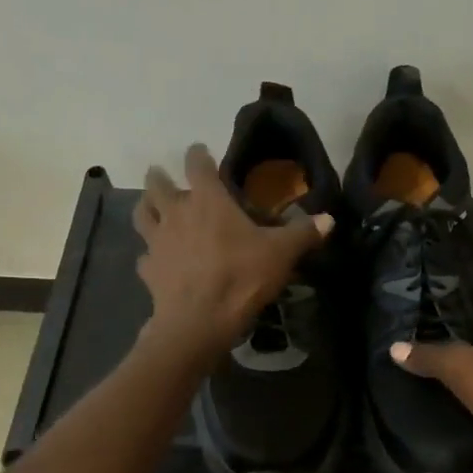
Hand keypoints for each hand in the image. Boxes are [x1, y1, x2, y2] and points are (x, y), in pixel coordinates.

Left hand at [133, 144, 331, 362]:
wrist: (199, 322)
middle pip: (157, 185)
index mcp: (208, 200)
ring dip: (146, 207)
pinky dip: (150, 254)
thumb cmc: (241, 277)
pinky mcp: (148, 270)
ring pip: (143, 215)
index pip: (197, 164)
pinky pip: (145, 256)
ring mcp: (158, 242)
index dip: (198, 154)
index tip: (200, 150)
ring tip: (152, 208)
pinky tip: (158, 260)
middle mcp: (177, 213)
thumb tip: (330, 219)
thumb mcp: (281, 254)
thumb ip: (303, 233)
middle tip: (162, 176)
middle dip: (159, 178)